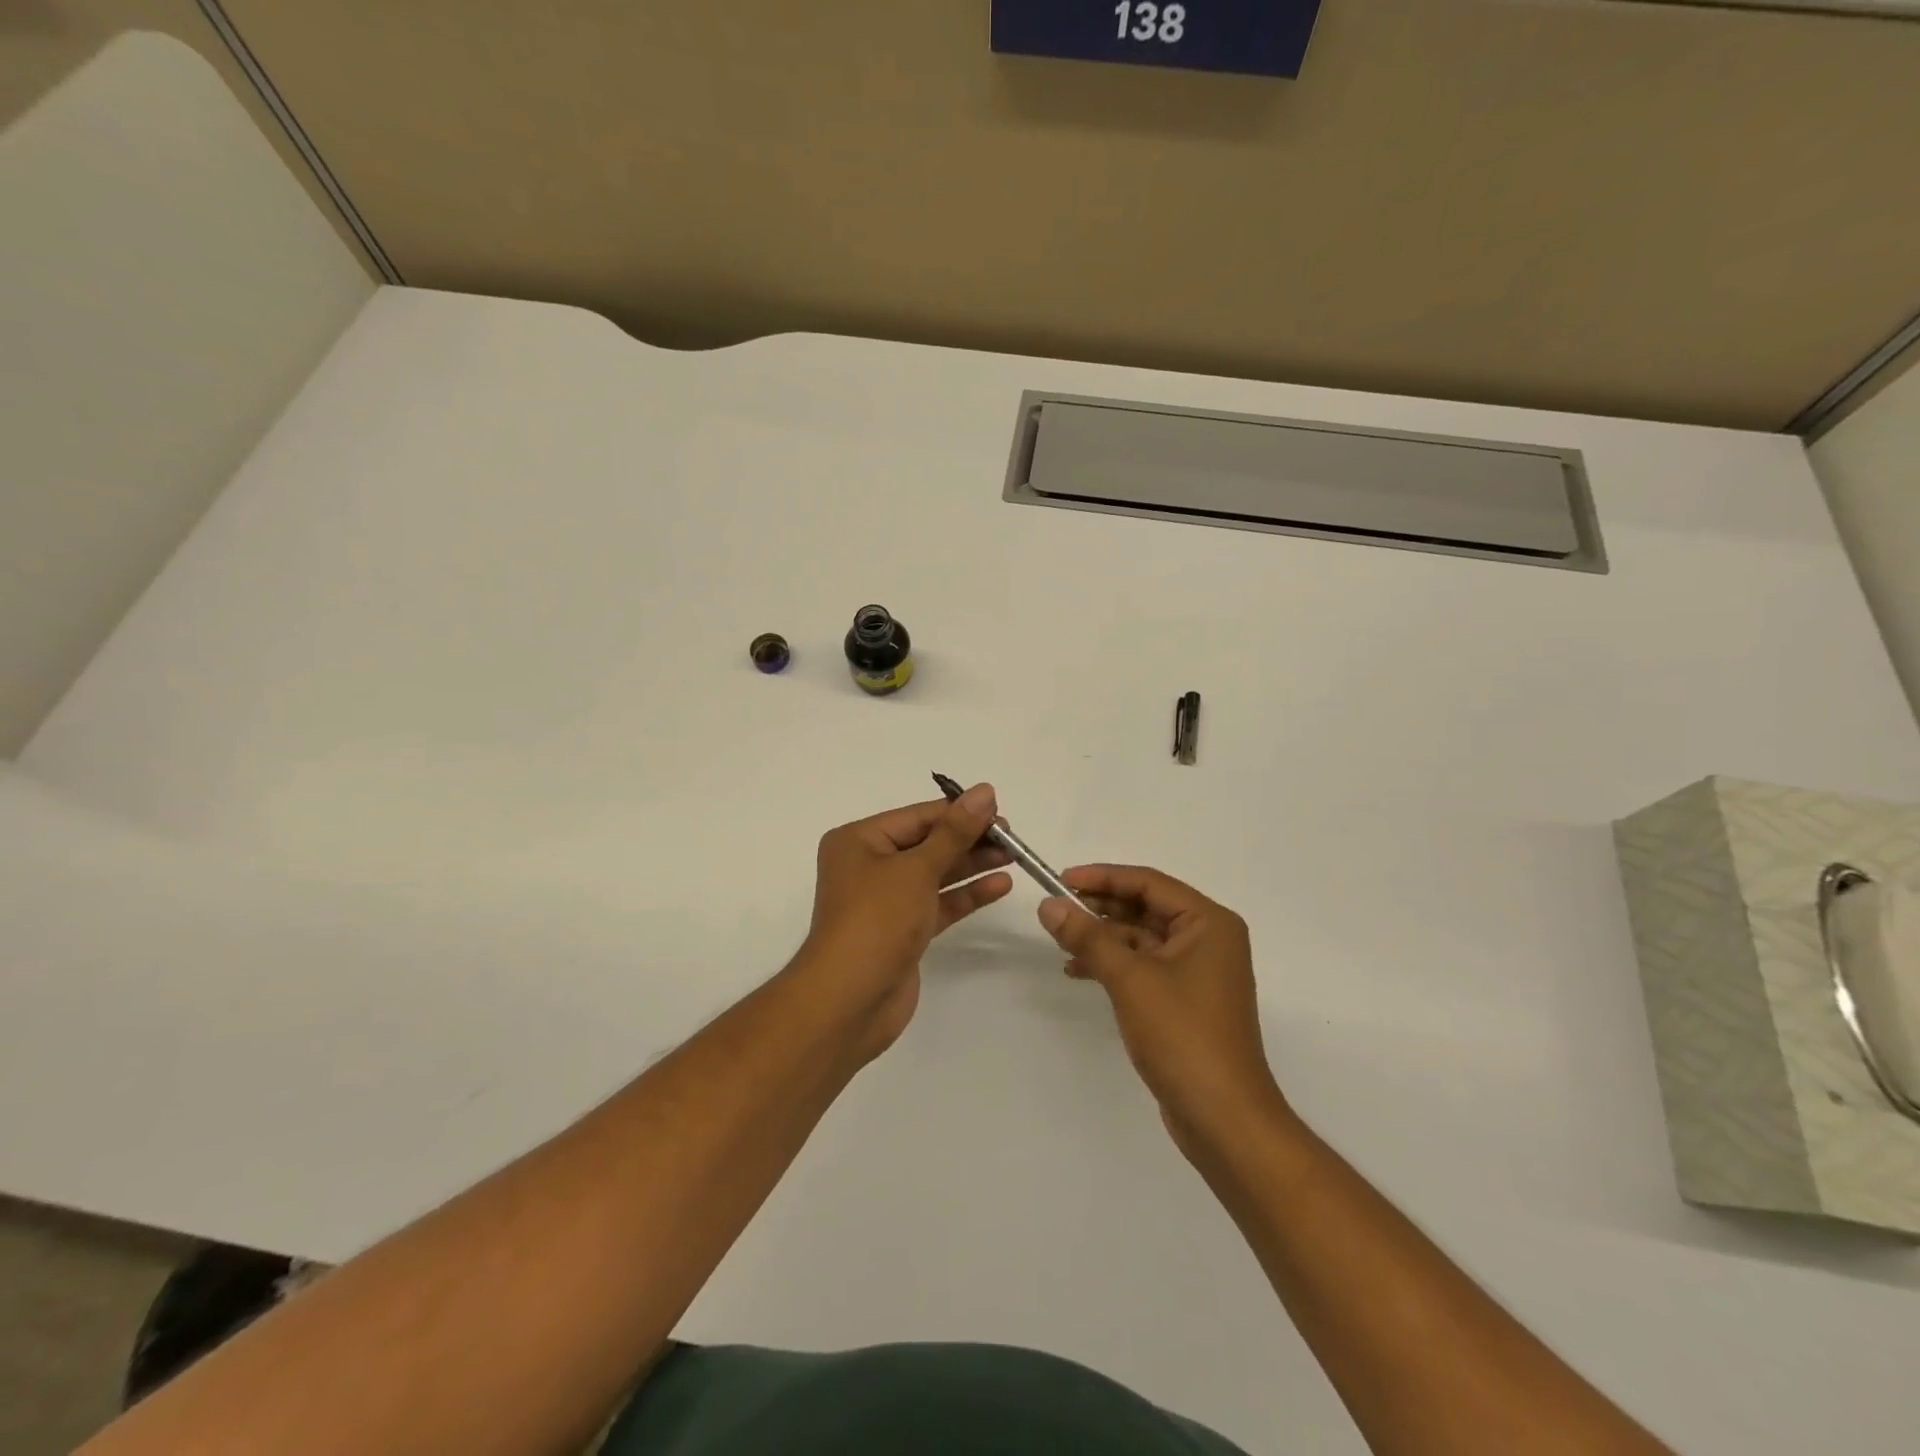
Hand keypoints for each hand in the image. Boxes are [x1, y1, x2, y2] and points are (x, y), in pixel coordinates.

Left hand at [798, 784, 1012, 1056]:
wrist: (850, 1001)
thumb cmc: (876, 920)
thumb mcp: (917, 869)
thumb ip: (955, 832)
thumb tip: (984, 791)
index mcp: (859, 841)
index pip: (917, 816)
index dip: (958, 812)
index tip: (999, 809)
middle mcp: (869, 866)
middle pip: (927, 843)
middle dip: (969, 839)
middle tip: (1012, 836)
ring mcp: (886, 901)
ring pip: (936, 874)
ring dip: (972, 865)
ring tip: (1014, 856)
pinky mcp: (903, 931)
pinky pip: (939, 903)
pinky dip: (966, 895)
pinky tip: (999, 885)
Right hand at [1036, 865, 1286, 1154]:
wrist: (1224, 1119)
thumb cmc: (1183, 1036)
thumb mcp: (1129, 978)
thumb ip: (1088, 937)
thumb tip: (1048, 905)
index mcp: (1208, 922)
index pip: (1148, 883)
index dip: (1102, 877)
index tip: (1061, 880)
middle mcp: (1208, 939)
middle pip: (1145, 908)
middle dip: (1100, 908)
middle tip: (1056, 910)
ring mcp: (1198, 972)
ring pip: (1142, 938)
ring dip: (1103, 937)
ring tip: (1061, 942)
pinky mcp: (1185, 1001)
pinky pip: (1144, 966)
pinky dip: (1113, 964)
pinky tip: (1078, 971)